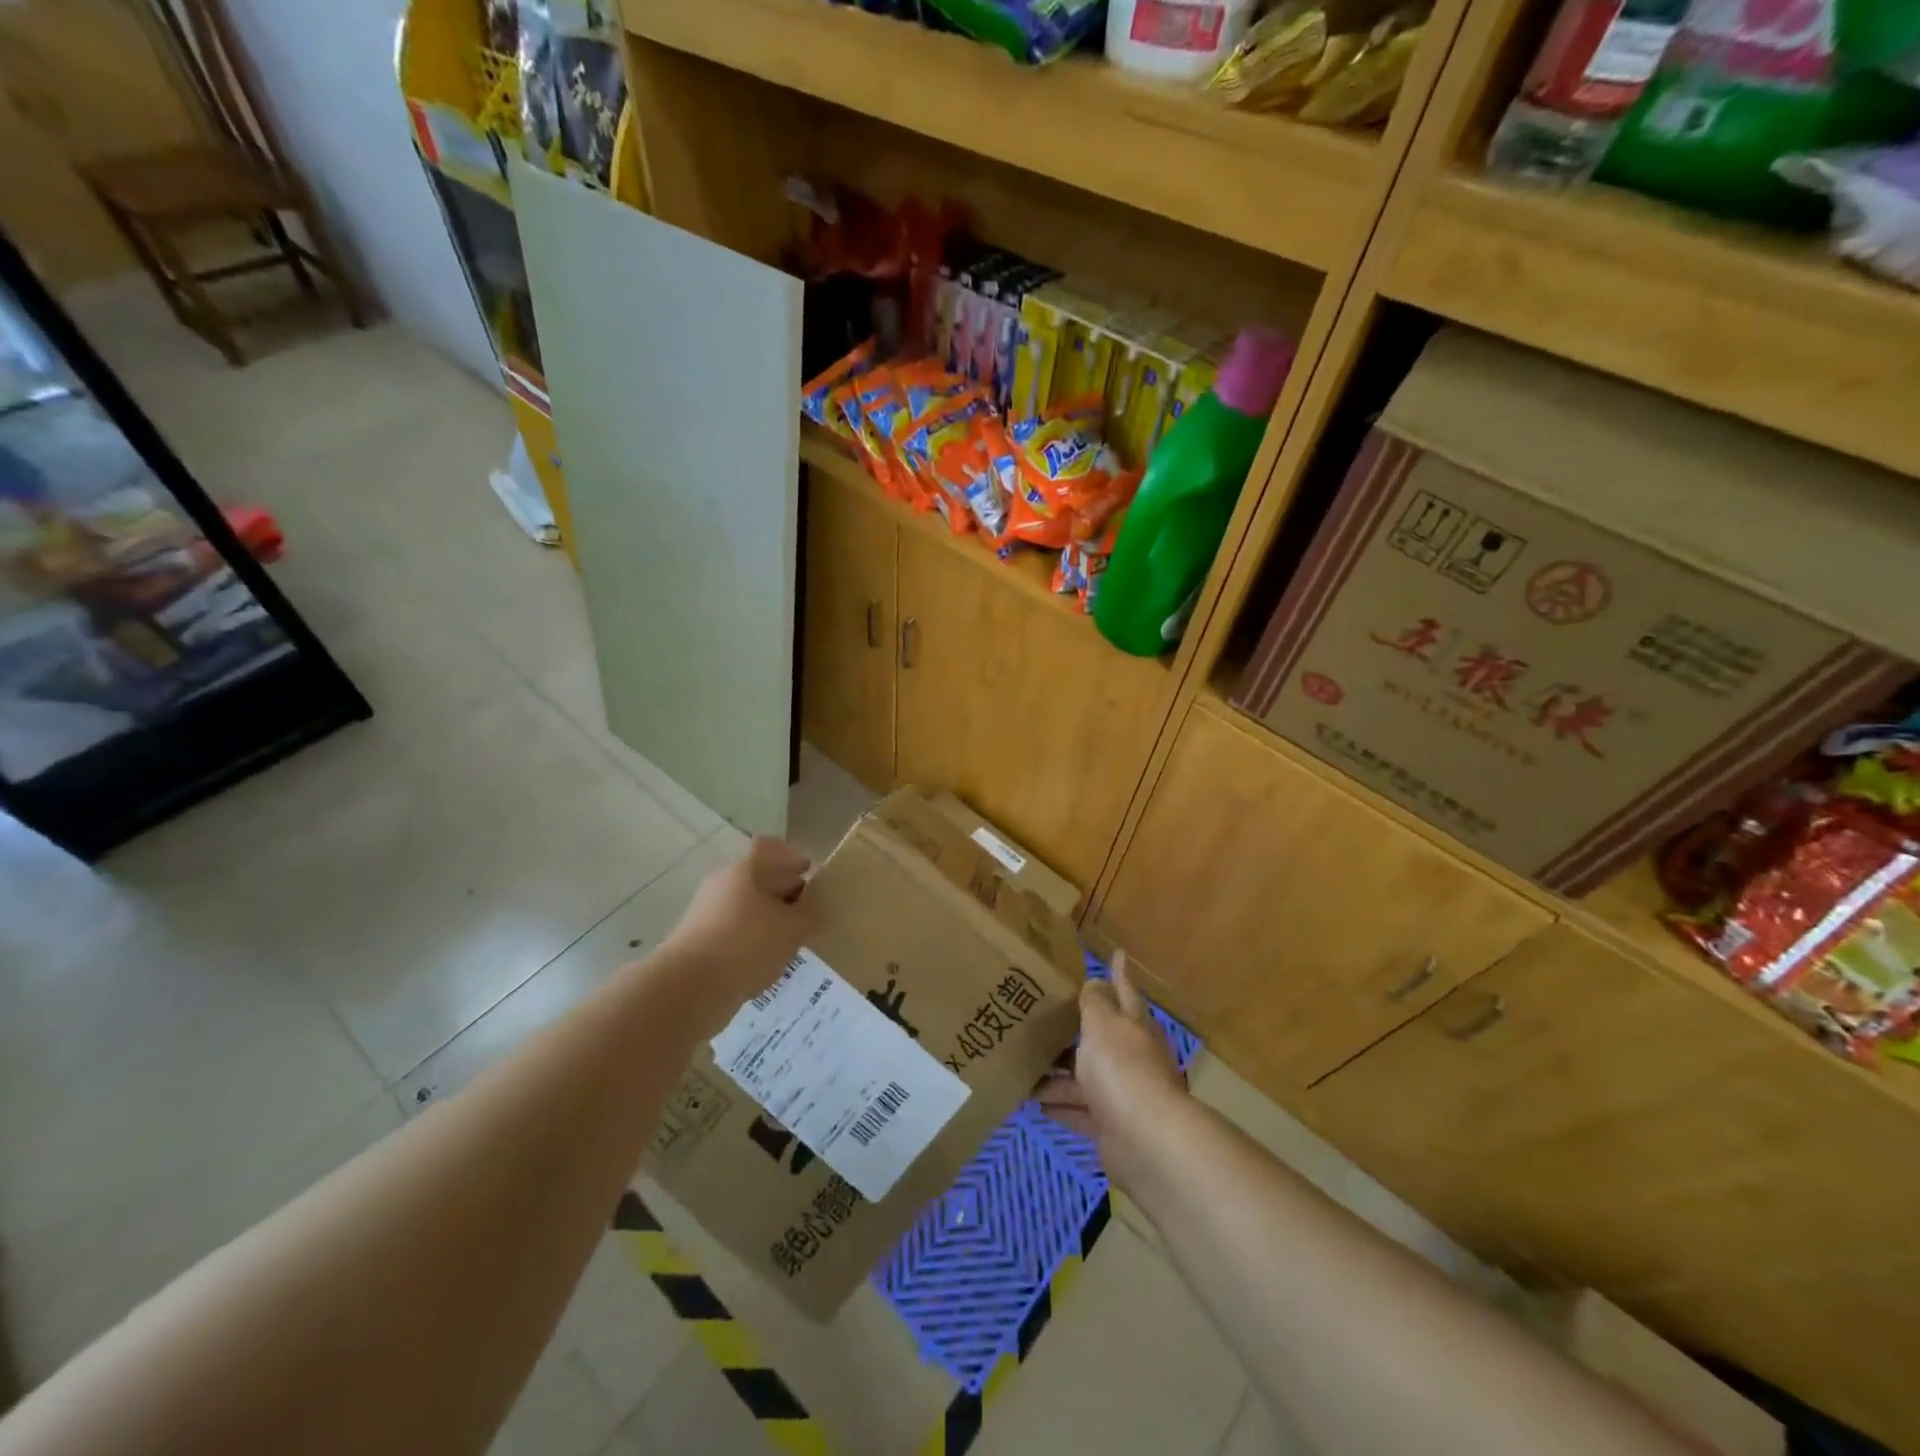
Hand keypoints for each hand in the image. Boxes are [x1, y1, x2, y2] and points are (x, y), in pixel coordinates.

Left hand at [660, 837, 813, 1030]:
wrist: (689, 988)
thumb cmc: (747, 945)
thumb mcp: (792, 928)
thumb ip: (808, 912)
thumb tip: (812, 904)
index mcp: (744, 870)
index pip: (769, 847)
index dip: (791, 857)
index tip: (808, 873)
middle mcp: (722, 883)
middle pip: (757, 877)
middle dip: (782, 891)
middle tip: (805, 911)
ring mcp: (706, 911)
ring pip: (745, 905)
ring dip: (767, 918)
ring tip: (788, 941)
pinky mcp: (698, 939)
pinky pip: (732, 929)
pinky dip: (750, 938)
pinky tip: (765, 959)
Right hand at [1035, 951, 1186, 1187]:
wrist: (1145, 1140)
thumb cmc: (1122, 1068)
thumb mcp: (1103, 1024)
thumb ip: (1096, 1002)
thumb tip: (1096, 981)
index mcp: (1134, 1027)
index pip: (1125, 992)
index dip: (1119, 973)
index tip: (1118, 953)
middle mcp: (1132, 1058)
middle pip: (1101, 1038)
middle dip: (1076, 1030)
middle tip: (1044, 1017)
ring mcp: (1123, 1094)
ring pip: (1085, 1077)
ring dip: (1057, 1073)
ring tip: (1024, 1065)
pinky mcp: (1111, 1128)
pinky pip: (1079, 1111)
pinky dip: (1059, 1105)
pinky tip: (1033, 1101)